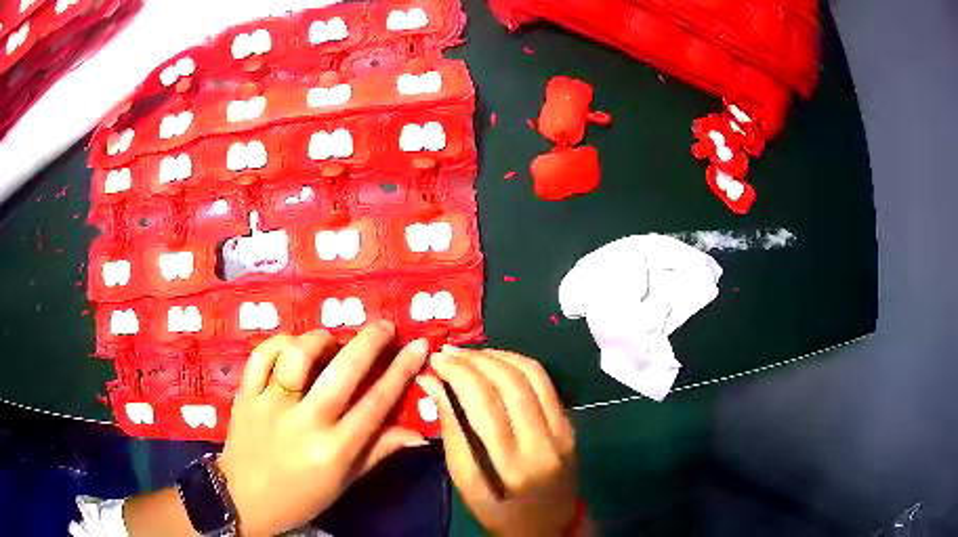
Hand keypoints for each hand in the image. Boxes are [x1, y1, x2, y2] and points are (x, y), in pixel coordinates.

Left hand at [218, 323, 428, 535]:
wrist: (244, 500)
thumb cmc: (301, 497)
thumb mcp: (344, 482)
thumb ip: (378, 452)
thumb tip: (417, 434)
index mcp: (334, 450)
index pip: (376, 404)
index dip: (401, 371)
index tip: (418, 346)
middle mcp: (304, 423)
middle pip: (342, 372)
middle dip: (369, 342)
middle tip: (383, 326)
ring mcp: (270, 406)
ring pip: (297, 356)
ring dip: (320, 340)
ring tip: (331, 342)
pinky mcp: (245, 396)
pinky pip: (261, 356)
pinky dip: (279, 343)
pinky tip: (292, 346)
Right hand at [417, 348, 579, 536]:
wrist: (550, 527)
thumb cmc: (500, 513)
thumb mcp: (466, 485)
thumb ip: (452, 434)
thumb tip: (433, 385)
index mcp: (512, 467)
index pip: (485, 405)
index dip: (459, 374)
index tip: (437, 361)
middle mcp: (543, 444)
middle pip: (510, 384)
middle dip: (476, 360)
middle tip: (449, 353)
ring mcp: (563, 432)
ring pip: (533, 376)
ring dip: (499, 356)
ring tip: (471, 355)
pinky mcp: (571, 426)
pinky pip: (546, 383)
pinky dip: (520, 364)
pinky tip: (499, 363)